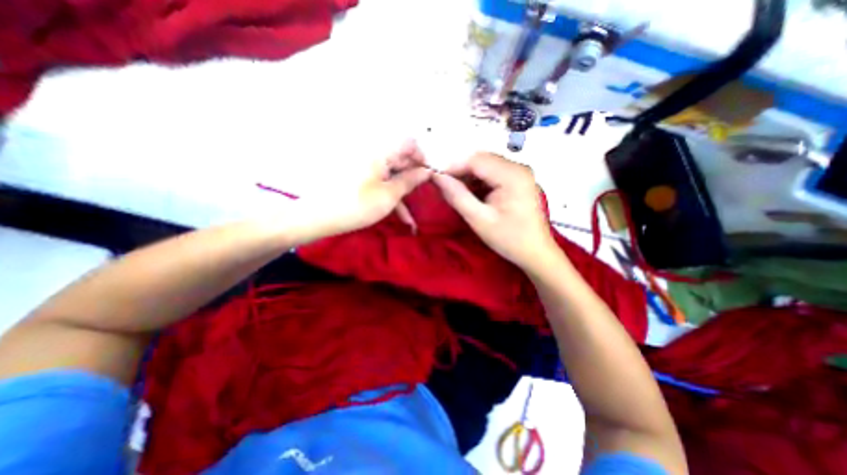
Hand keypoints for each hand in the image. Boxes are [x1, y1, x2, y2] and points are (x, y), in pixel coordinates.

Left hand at [295, 141, 432, 243]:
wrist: (320, 217)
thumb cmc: (357, 205)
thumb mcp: (389, 195)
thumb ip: (410, 181)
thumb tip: (427, 171)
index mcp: (381, 152)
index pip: (409, 143)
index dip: (422, 158)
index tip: (429, 175)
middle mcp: (374, 154)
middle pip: (401, 159)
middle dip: (414, 177)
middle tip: (422, 195)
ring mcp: (367, 167)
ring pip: (393, 175)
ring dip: (403, 193)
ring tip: (412, 217)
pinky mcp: (362, 178)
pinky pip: (381, 182)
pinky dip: (391, 197)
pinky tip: (401, 217)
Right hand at [432, 152, 559, 270]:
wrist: (536, 253)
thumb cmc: (509, 239)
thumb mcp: (479, 219)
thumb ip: (457, 196)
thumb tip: (437, 177)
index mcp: (512, 175)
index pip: (476, 160)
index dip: (453, 167)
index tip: (436, 179)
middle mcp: (518, 167)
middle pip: (481, 160)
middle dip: (460, 172)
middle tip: (445, 188)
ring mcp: (520, 173)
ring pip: (486, 166)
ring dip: (469, 177)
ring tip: (457, 193)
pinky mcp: (518, 180)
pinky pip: (493, 174)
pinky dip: (479, 182)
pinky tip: (472, 195)